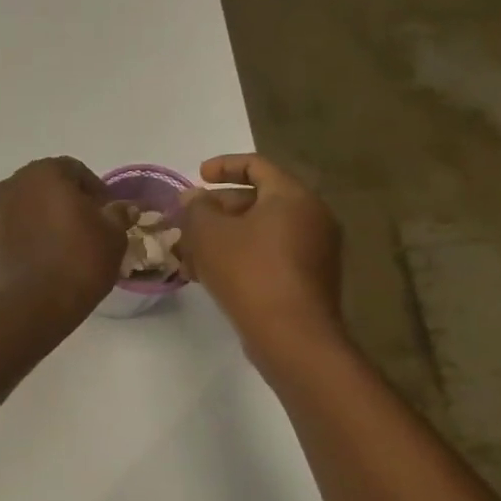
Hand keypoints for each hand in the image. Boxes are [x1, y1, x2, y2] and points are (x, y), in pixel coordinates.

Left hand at [0, 158, 127, 324]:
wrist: (30, 306)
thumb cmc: (77, 262)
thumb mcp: (112, 237)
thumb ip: (117, 215)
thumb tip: (123, 207)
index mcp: (44, 173)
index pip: (75, 170)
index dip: (96, 190)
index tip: (108, 213)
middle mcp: (13, 185)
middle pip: (47, 186)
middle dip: (68, 201)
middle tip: (88, 226)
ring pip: (28, 208)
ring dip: (46, 219)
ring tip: (66, 245)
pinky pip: (15, 231)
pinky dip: (29, 237)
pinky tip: (45, 259)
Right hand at [176, 153, 346, 354]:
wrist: (291, 335)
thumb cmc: (249, 272)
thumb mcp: (209, 234)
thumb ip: (196, 208)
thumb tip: (193, 197)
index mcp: (292, 196)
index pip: (256, 165)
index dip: (223, 166)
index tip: (197, 176)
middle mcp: (311, 217)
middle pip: (258, 200)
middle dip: (217, 209)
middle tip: (187, 221)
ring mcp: (313, 250)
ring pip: (259, 231)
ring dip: (223, 236)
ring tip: (189, 252)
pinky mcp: (306, 279)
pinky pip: (268, 255)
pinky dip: (239, 256)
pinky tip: (207, 275)